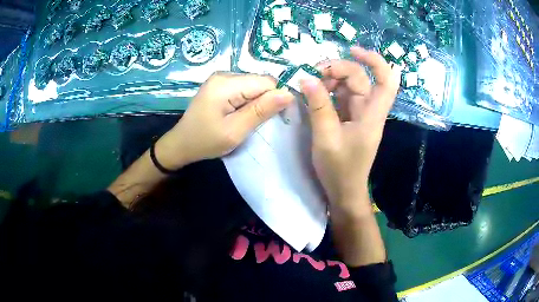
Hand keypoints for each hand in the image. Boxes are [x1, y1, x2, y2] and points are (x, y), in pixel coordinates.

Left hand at [157, 72, 293, 168]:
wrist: (181, 144)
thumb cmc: (206, 141)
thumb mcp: (235, 130)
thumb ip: (261, 111)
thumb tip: (288, 94)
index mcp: (226, 84)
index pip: (266, 82)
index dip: (275, 98)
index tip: (274, 119)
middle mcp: (224, 74)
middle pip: (259, 81)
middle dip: (265, 100)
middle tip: (256, 122)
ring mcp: (221, 78)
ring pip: (254, 85)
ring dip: (257, 102)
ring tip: (247, 119)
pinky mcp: (220, 84)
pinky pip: (244, 88)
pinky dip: (248, 101)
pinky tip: (239, 113)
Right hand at [301, 47, 399, 214]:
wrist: (344, 191)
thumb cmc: (340, 169)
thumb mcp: (326, 137)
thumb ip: (318, 106)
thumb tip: (306, 78)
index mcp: (372, 114)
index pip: (386, 80)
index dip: (374, 61)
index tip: (352, 50)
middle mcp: (368, 109)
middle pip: (360, 78)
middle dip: (337, 69)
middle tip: (312, 73)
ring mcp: (358, 113)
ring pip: (349, 85)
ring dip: (330, 80)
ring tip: (310, 85)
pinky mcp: (349, 118)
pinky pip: (340, 96)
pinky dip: (327, 91)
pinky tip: (314, 94)